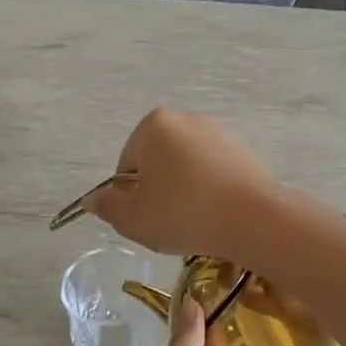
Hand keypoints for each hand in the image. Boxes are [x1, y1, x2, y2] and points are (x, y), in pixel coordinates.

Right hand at [84, 109, 275, 258]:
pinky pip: (216, 176)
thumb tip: (94, 199)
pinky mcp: (246, 154)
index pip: (127, 164)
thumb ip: (108, 206)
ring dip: (186, 194)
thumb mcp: (132, 218)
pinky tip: (218, 218)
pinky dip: (212, 194)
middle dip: (159, 191)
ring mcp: (220, 135)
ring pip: (189, 170)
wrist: (251, 218)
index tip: (144, 218)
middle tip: (167, 224)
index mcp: (154, 125)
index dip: (130, 196)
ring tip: (195, 224)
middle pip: (160, 163)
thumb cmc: (181, 213)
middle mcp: (188, 120)